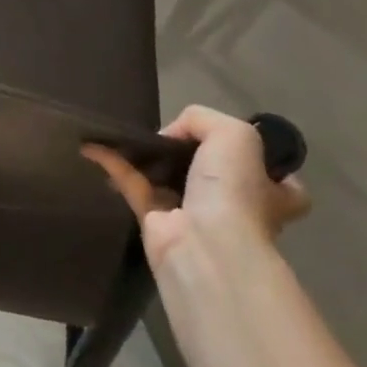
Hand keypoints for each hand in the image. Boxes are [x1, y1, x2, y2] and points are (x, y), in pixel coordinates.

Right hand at [84, 105, 310, 267]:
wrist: (205, 248)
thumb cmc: (234, 192)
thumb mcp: (234, 134)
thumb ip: (201, 119)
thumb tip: (170, 135)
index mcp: (269, 192)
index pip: (273, 177)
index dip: (252, 157)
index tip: (228, 142)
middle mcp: (236, 206)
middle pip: (211, 171)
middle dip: (188, 151)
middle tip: (168, 131)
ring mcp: (194, 215)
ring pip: (168, 176)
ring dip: (147, 156)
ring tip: (125, 134)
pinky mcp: (156, 222)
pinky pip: (134, 184)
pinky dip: (114, 164)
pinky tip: (93, 146)